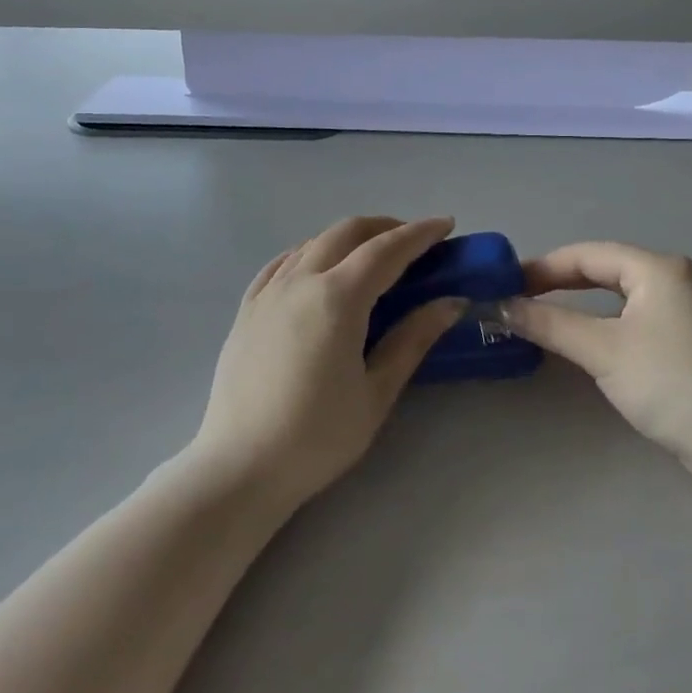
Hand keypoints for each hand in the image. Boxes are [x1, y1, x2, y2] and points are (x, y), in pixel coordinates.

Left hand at [192, 216, 464, 509]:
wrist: (240, 468)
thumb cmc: (317, 436)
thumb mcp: (376, 392)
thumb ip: (413, 339)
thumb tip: (451, 302)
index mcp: (337, 298)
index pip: (386, 250)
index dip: (420, 234)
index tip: (446, 225)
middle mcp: (300, 281)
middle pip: (347, 233)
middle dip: (385, 227)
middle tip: (413, 242)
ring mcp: (268, 293)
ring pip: (313, 242)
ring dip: (348, 238)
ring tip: (372, 255)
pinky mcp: (246, 310)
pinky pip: (282, 263)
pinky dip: (310, 253)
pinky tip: (318, 268)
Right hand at [501, 242, 691, 475]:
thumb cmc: (670, 383)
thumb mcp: (603, 350)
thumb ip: (550, 323)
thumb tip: (501, 306)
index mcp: (656, 268)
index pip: (587, 254)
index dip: (542, 266)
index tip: (504, 284)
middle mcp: (672, 278)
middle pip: (603, 269)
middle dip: (558, 281)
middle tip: (516, 297)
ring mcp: (682, 309)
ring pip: (617, 294)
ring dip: (578, 302)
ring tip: (539, 313)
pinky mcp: (685, 339)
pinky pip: (631, 316)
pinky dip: (600, 321)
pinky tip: (580, 337)